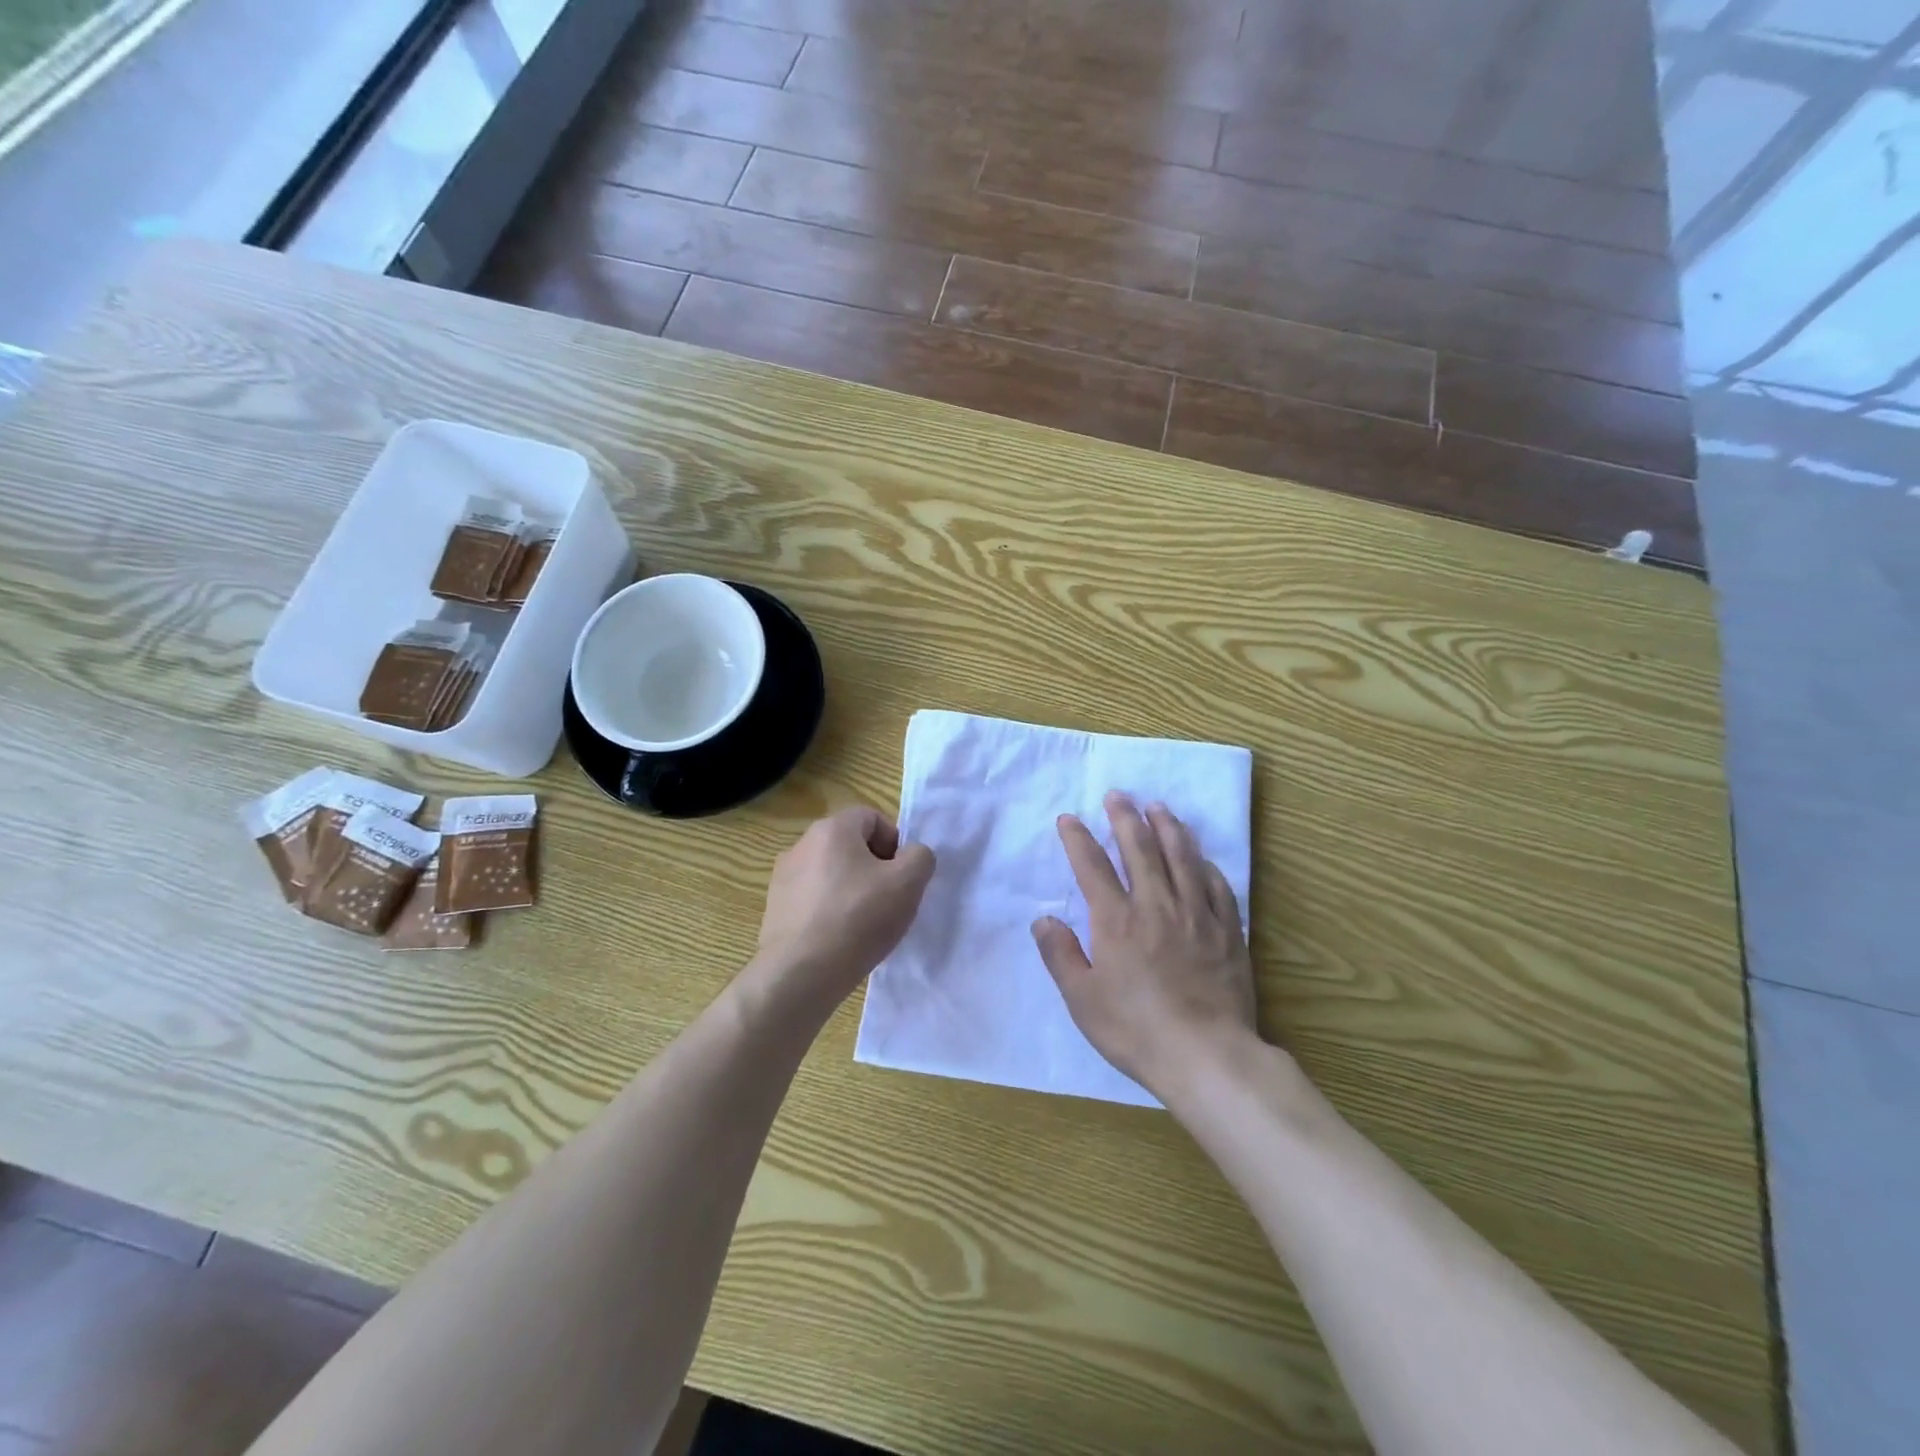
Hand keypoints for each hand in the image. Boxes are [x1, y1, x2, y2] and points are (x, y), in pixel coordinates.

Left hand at [756, 807, 935, 1010]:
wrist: (801, 973)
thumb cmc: (858, 918)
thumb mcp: (908, 883)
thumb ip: (920, 857)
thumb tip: (911, 855)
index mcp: (832, 829)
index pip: (872, 817)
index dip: (894, 843)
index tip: (901, 876)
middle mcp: (801, 844)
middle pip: (850, 845)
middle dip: (874, 867)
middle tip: (888, 900)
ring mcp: (783, 877)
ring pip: (831, 873)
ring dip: (851, 889)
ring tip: (864, 924)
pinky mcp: (775, 908)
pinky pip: (812, 899)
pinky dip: (829, 910)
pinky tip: (839, 939)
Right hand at [1032, 792, 1258, 1094]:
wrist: (1206, 1056)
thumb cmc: (1135, 1030)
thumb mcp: (1082, 1000)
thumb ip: (1061, 955)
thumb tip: (1043, 918)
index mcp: (1116, 920)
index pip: (1092, 866)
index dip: (1078, 838)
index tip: (1069, 818)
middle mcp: (1156, 905)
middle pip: (1139, 849)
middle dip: (1125, 818)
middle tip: (1117, 795)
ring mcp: (1196, 915)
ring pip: (1181, 858)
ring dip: (1167, 828)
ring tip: (1159, 807)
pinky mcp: (1228, 931)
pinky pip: (1218, 886)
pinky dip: (1206, 865)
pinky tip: (1201, 856)